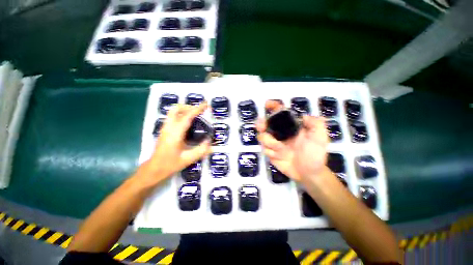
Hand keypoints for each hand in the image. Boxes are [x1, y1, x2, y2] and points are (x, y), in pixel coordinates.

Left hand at [136, 103, 211, 185]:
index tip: (206, 104)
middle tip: (200, 111)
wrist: (153, 170)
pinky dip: (181, 114)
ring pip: (173, 112)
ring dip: (185, 110)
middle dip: (189, 106)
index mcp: (175, 133)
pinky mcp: (164, 130)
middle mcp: (168, 128)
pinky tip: (188, 122)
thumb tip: (209, 140)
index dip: (197, 109)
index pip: (187, 116)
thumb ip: (201, 150)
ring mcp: (165, 128)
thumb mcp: (188, 159)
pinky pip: (173, 117)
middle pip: (176, 109)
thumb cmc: (170, 165)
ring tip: (195, 115)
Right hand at [256, 100, 328, 181]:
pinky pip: (264, 149)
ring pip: (262, 137)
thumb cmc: (315, 155)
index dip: (274, 107)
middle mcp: (280, 133)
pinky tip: (279, 156)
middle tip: (262, 127)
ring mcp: (274, 143)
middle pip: (265, 124)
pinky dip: (271, 152)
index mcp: (291, 127)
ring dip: (269, 142)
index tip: (267, 104)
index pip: (280, 113)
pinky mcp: (270, 152)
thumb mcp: (320, 138)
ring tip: (281, 149)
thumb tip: (303, 115)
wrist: (309, 173)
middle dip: (261, 123)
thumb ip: (316, 124)